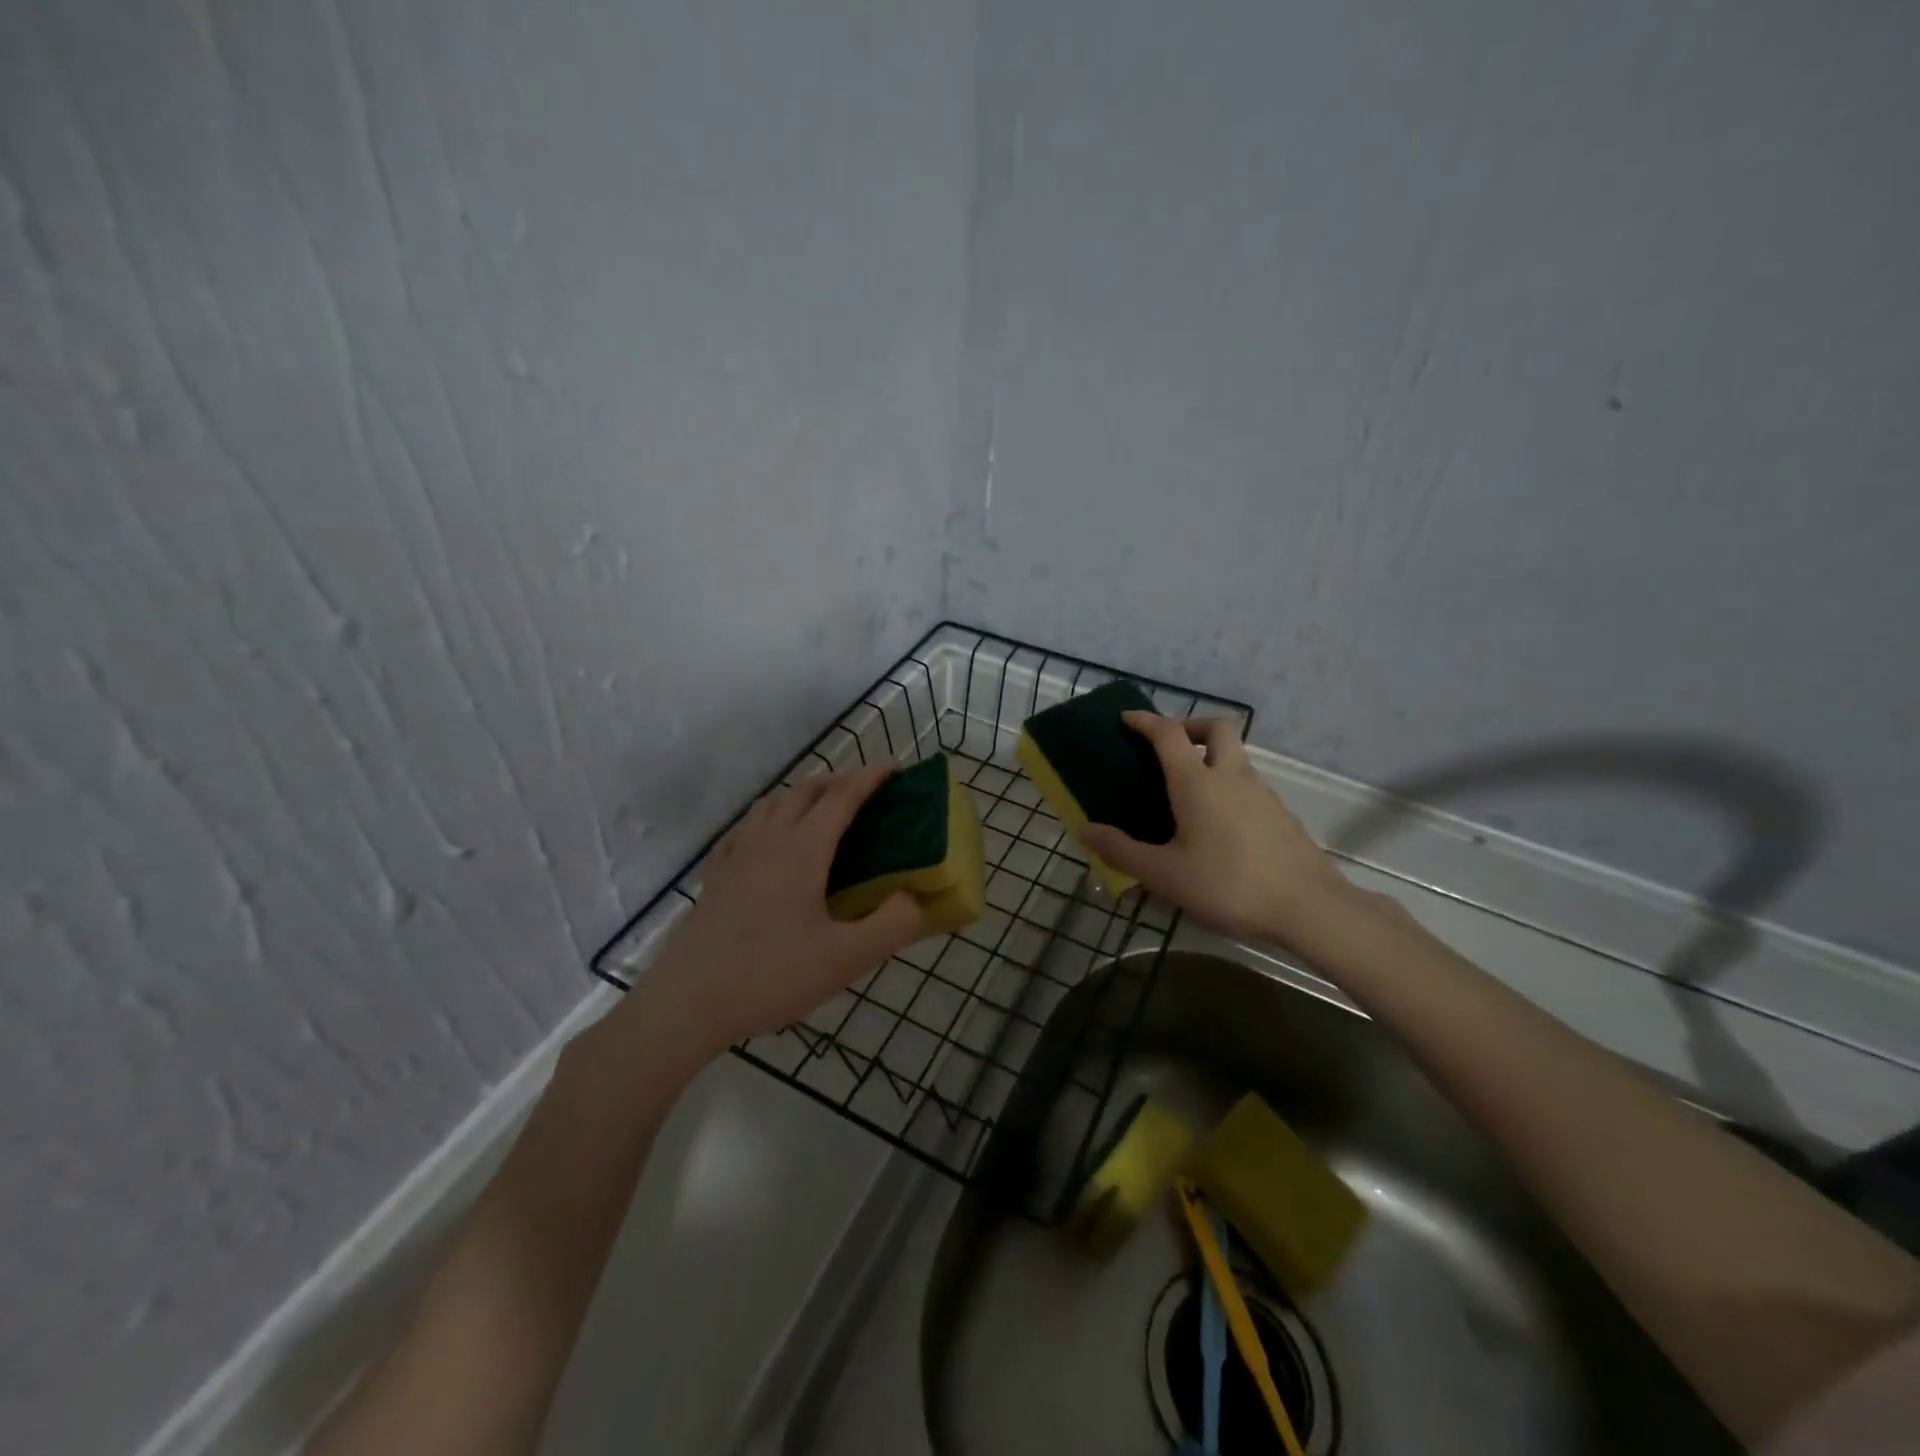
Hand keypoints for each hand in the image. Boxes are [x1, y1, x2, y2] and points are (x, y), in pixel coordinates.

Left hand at [640, 766, 926, 1054]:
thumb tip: (916, 897)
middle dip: (839, 780)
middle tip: (867, 791)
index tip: (896, 767)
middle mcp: (769, 839)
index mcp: (803, 848)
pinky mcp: (717, 874)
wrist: (687, 1002)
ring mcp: (737, 854)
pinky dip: (772, 817)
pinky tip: (771, 840)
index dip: (871, 777)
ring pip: (773, 803)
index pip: (843, 796)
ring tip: (824, 810)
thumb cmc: (771, 976)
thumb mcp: (845, 959)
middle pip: (806, 790)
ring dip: (804, 794)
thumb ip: (892, 925)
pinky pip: (748, 827)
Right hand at [1080, 714, 1364, 946]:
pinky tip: (1218, 823)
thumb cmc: (1228, 885)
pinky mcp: (1281, 814)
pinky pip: (1248, 783)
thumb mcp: (1165, 875)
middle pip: (1216, 728)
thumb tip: (1085, 830)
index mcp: (1198, 782)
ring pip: (1235, 756)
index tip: (1127, 719)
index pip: (1168, 734)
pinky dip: (1228, 784)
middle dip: (1189, 726)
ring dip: (1210, 757)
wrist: (1309, 908)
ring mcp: (1262, 793)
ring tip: (1187, 790)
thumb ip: (1122, 851)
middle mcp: (1232, 776)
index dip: (1145, 721)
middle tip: (1168, 748)